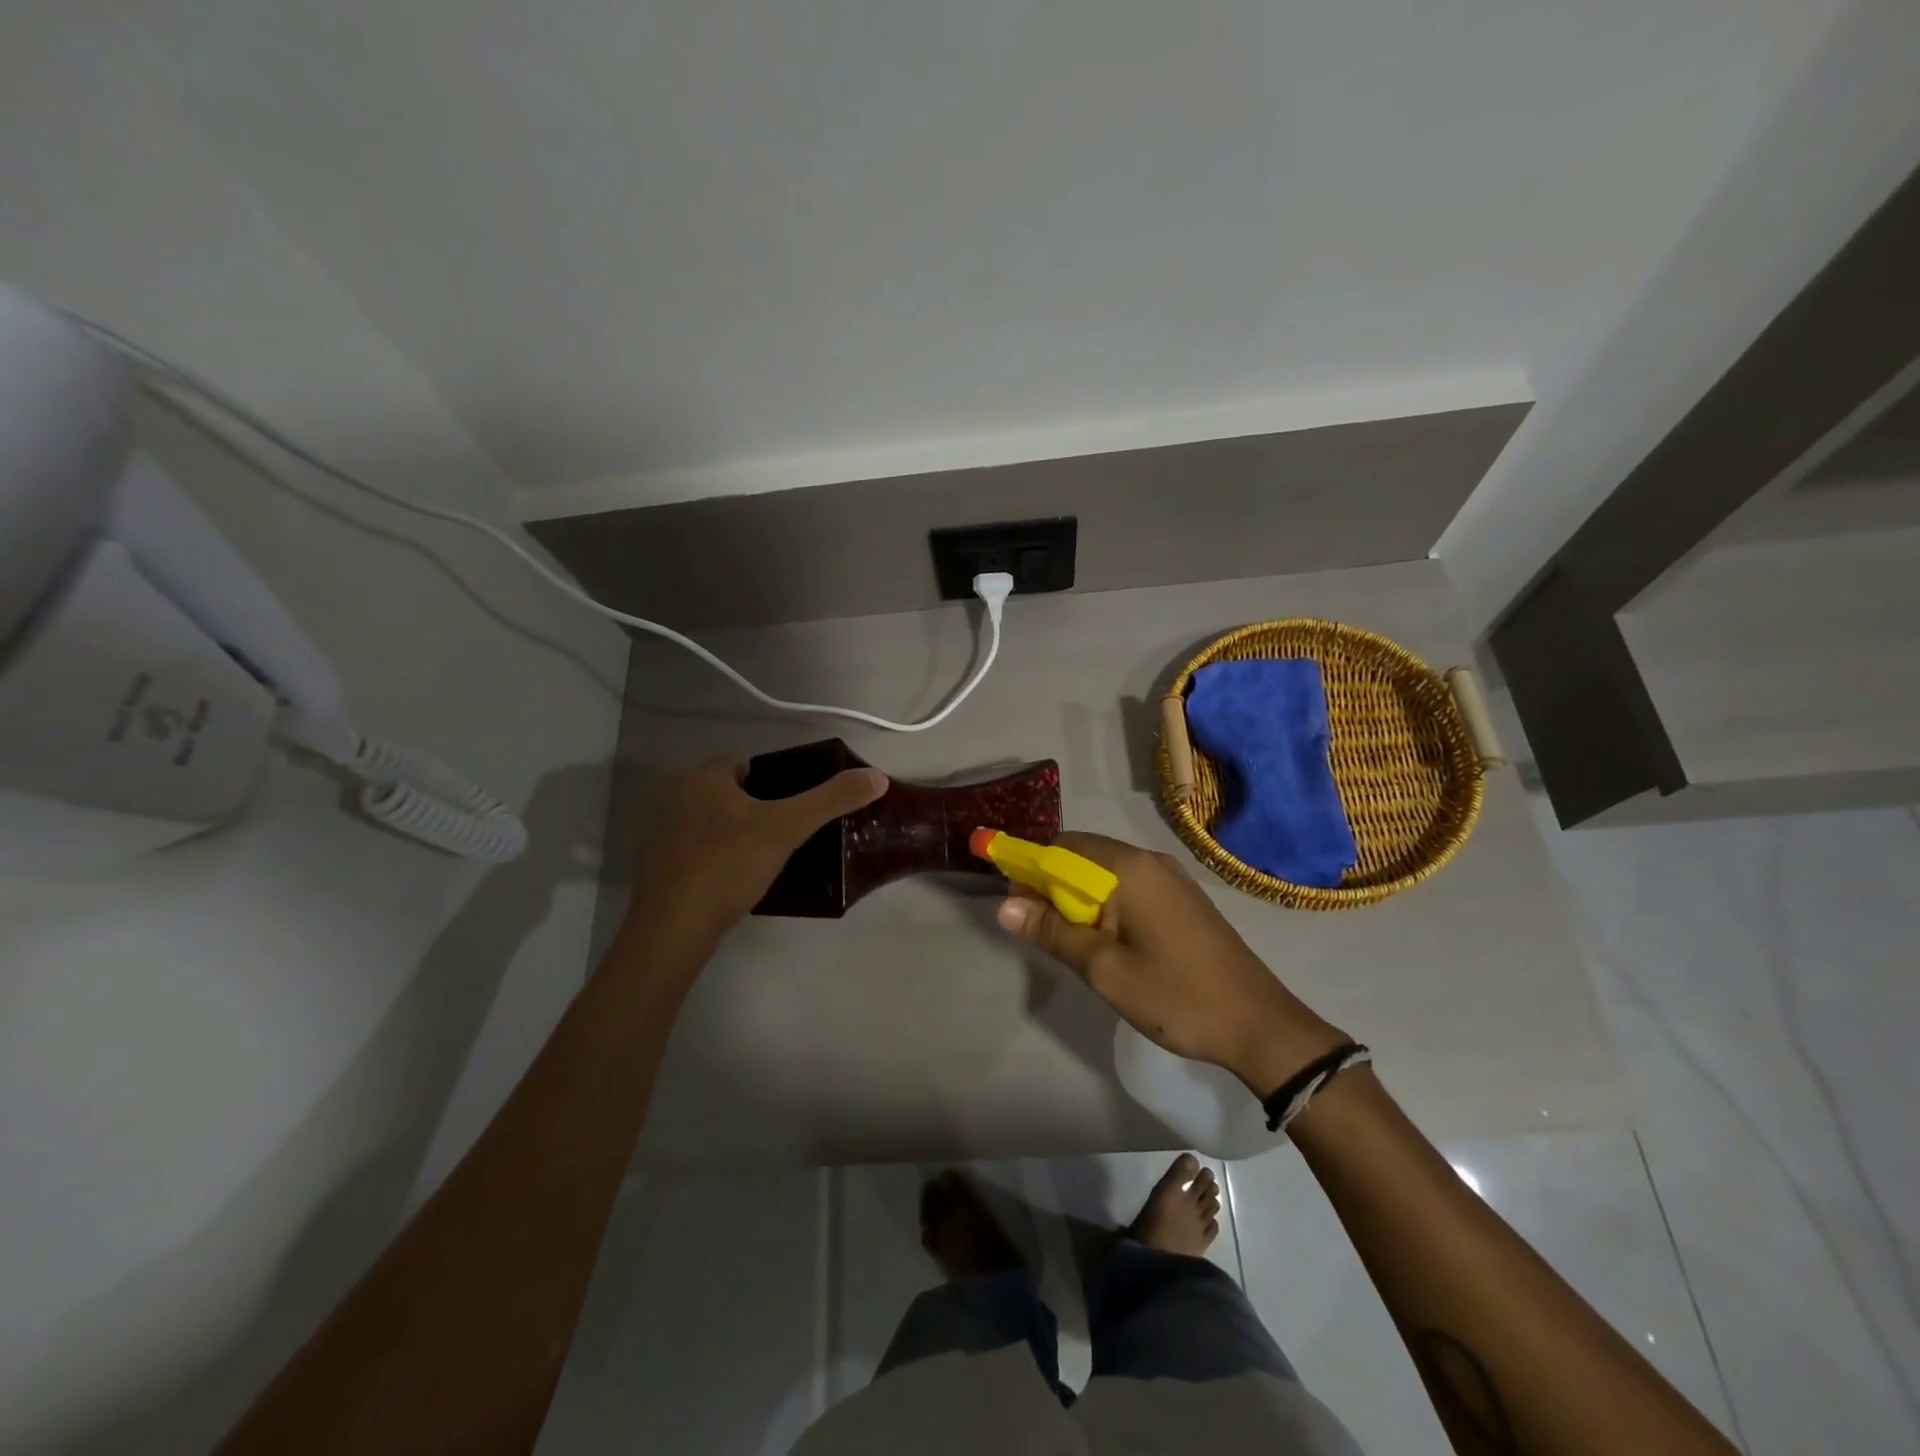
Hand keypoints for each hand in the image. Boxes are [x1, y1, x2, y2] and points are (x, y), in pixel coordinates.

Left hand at [631, 757, 887, 935]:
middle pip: (734, 793)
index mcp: (705, 778)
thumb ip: (831, 800)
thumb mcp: (787, 827)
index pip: (748, 763)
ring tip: (775, 856)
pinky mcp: (664, 869)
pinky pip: (704, 853)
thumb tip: (877, 777)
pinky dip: (725, 860)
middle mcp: (680, 797)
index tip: (801, 802)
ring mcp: (667, 835)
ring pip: (718, 823)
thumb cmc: (728, 864)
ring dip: (743, 834)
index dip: (778, 778)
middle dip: (762, 807)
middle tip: (794, 830)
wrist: (672, 928)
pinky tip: (744, 881)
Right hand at [996, 832, 1350, 1095]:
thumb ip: (1053, 932)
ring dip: (1079, 896)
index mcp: (1129, 869)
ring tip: (1070, 940)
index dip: (1030, 869)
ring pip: (1106, 872)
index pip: (1061, 847)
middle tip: (1040, 929)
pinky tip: (1106, 940)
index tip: (1016, 905)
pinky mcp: (1183, 898)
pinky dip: (1106, 903)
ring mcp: (1171, 878)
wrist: (1260, 1024)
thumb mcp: (1104, 969)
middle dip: (1052, 884)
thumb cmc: (1176, 996)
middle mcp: (1149, 860)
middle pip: (1083, 855)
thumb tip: (1006, 906)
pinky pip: (1130, 886)